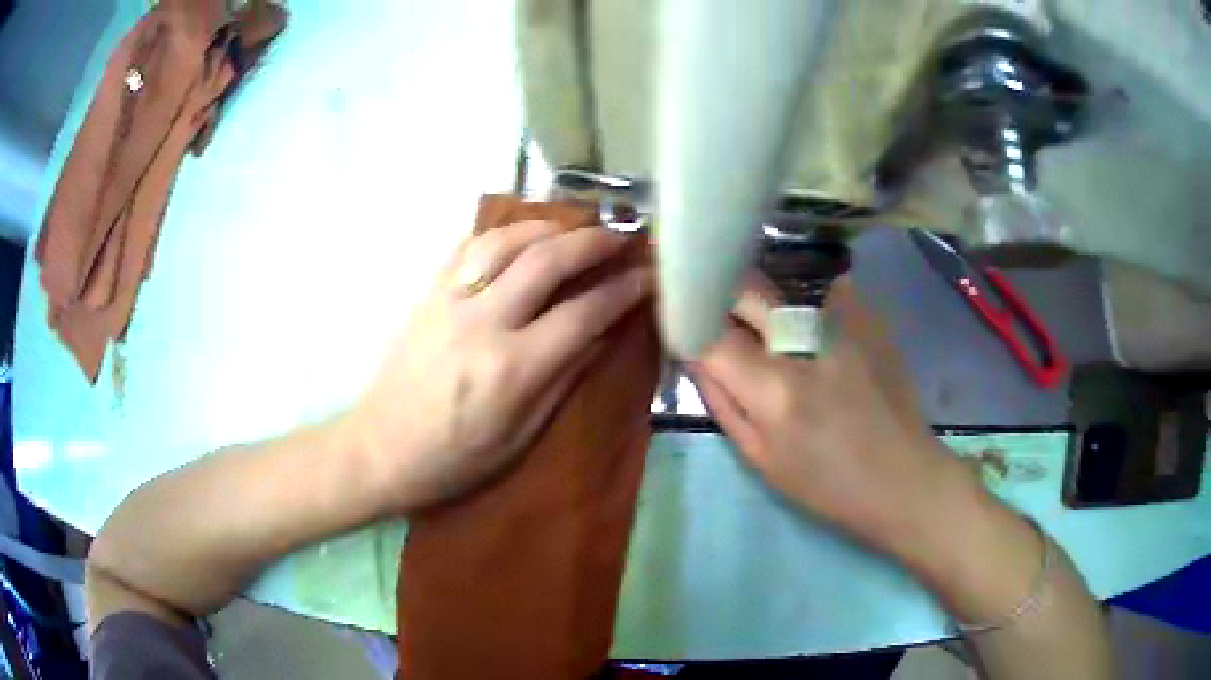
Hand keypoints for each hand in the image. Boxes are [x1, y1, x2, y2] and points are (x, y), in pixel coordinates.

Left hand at [343, 220, 651, 512]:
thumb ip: (564, 379)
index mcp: (513, 368)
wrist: (381, 449)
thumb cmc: (455, 460)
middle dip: (593, 241)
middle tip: (622, 236)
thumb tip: (603, 335)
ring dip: (547, 226)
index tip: (649, 275)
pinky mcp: (428, 295)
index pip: (584, 312)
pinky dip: (502, 234)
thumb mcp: (521, 437)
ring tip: (575, 228)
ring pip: (505, 240)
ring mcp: (450, 301)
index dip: (624, 289)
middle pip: (548, 260)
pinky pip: (467, 247)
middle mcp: (483, 322)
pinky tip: (519, 237)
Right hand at [689, 275, 979, 564]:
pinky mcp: (868, 316)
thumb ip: (722, 400)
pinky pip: (820, 290)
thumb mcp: (761, 458)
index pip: (709, 331)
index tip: (682, 323)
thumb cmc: (828, 485)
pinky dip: (805, 302)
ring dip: (763, 300)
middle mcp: (806, 342)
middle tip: (719, 317)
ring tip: (767, 325)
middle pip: (745, 289)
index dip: (687, 322)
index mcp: (774, 389)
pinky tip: (813, 328)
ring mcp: (843, 321)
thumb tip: (696, 354)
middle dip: (720, 296)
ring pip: (781, 283)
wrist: (904, 477)